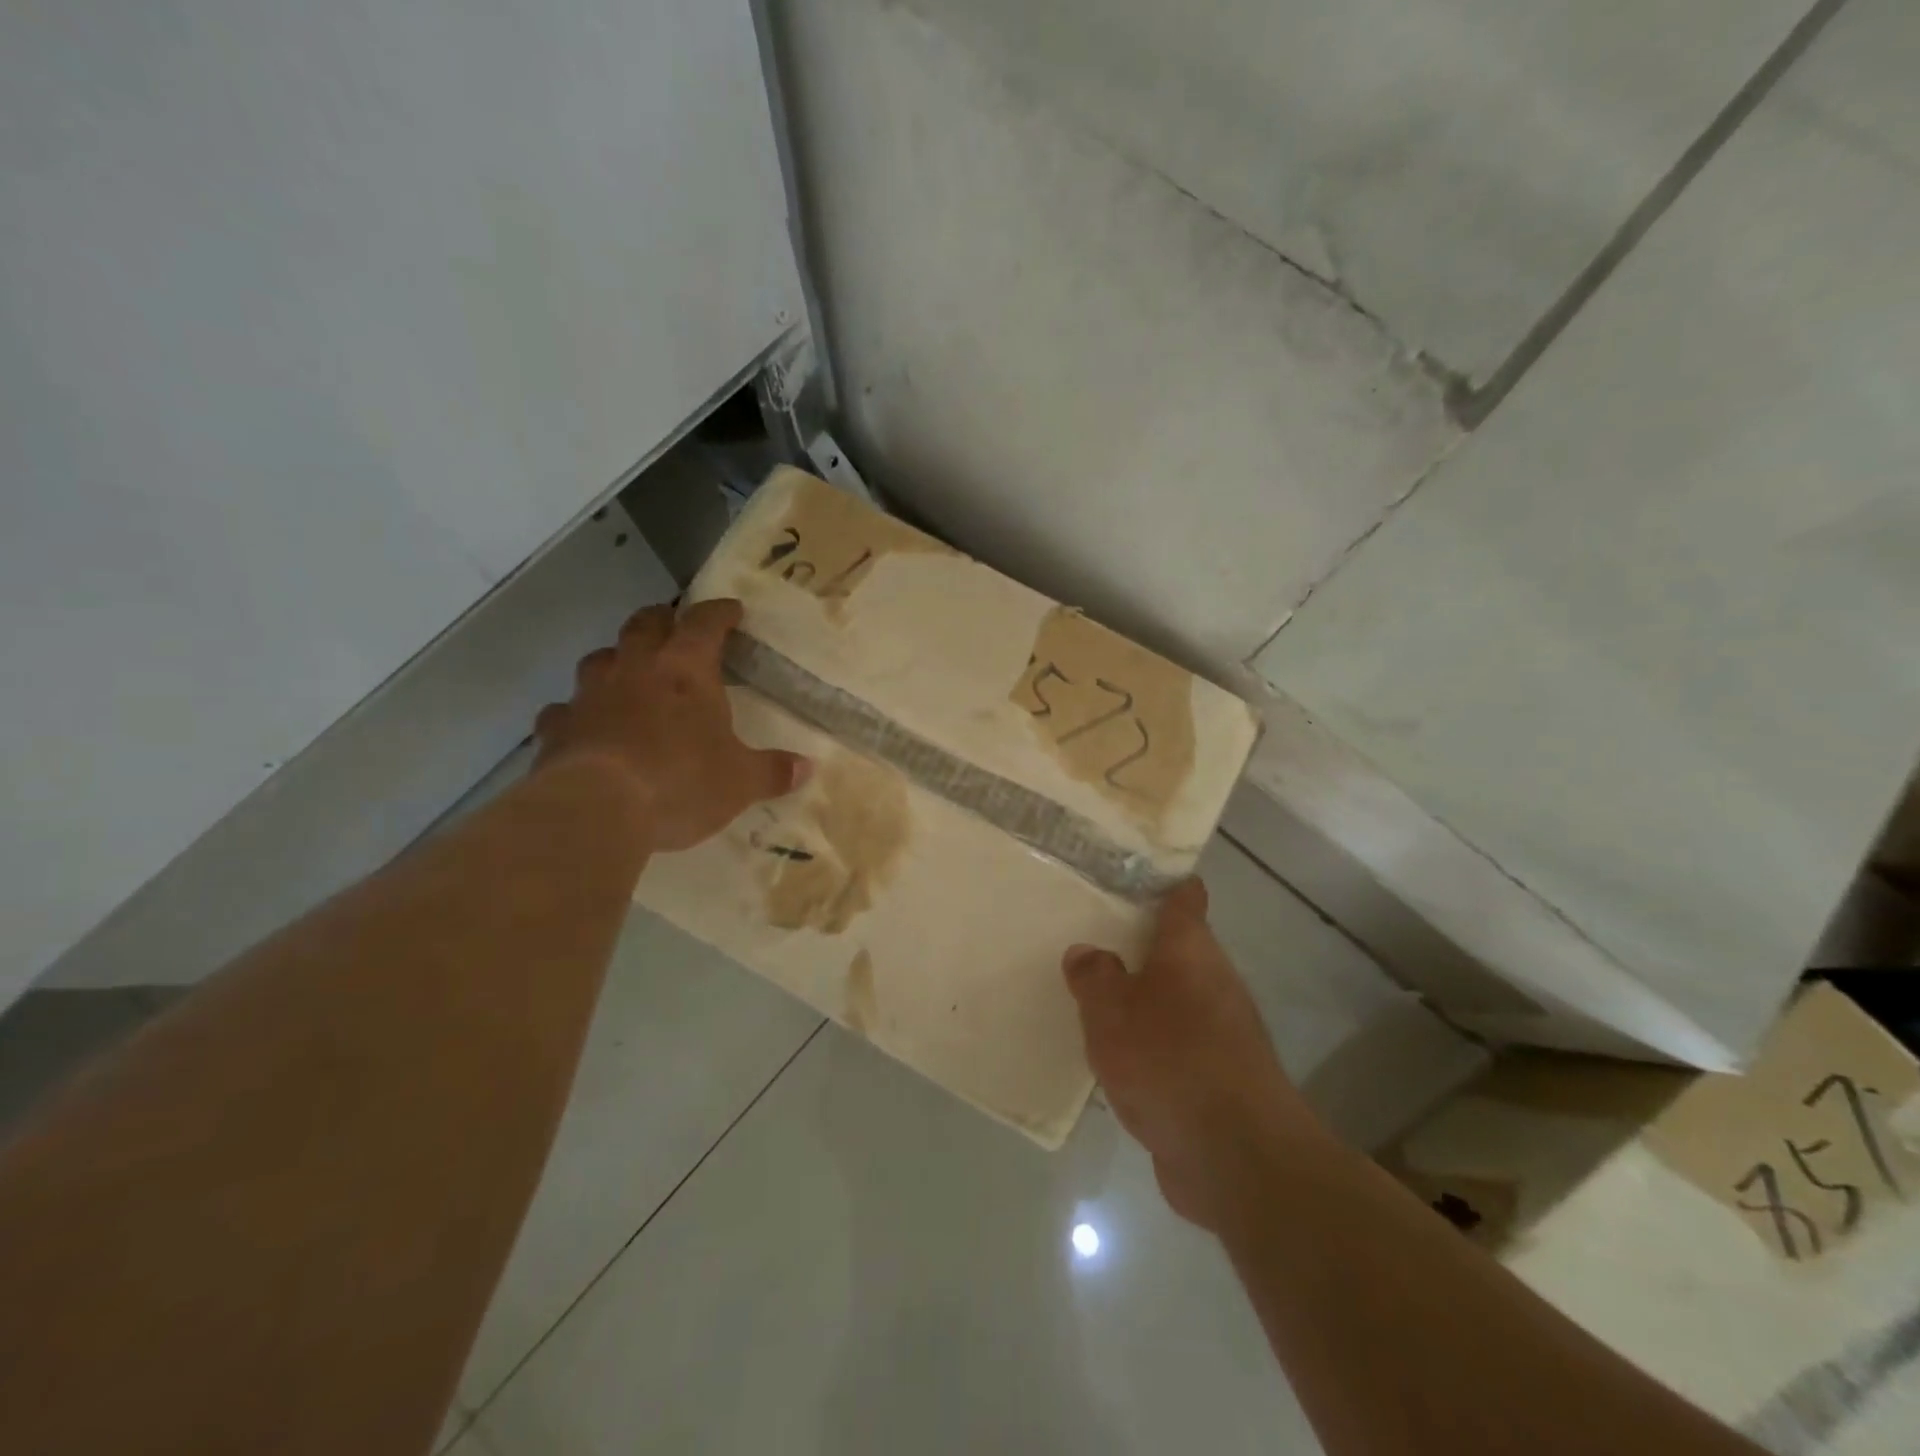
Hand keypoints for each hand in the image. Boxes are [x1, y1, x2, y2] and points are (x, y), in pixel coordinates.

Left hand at [533, 598, 809, 851]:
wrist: (596, 809)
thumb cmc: (681, 782)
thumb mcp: (741, 782)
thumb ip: (772, 771)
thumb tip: (807, 768)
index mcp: (685, 670)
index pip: (705, 623)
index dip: (720, 613)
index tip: (731, 610)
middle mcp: (635, 669)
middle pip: (645, 624)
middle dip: (663, 620)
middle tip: (674, 626)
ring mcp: (590, 695)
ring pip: (600, 658)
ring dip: (617, 659)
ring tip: (628, 673)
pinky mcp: (557, 728)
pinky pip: (566, 709)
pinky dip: (578, 712)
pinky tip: (585, 727)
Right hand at [1064, 880, 1323, 1230]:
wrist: (1236, 1158)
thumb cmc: (1170, 1061)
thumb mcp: (1111, 1010)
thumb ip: (1094, 976)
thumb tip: (1086, 952)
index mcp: (1191, 950)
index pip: (1184, 898)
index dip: (1162, 882)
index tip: (1129, 874)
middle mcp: (1213, 982)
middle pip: (1177, 949)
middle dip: (1138, 943)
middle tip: (1089, 935)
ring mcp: (1221, 1032)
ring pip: (1175, 998)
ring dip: (1142, 997)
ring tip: (1092, 993)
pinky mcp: (1218, 1078)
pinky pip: (1175, 1044)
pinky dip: (1149, 1044)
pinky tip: (1116, 1056)